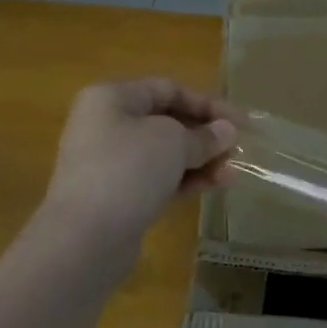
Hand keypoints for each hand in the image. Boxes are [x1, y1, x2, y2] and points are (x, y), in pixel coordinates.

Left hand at [41, 79, 238, 245]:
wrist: (85, 237)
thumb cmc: (128, 170)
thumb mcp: (174, 142)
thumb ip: (204, 135)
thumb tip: (226, 131)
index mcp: (112, 98)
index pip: (169, 89)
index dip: (208, 104)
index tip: (241, 122)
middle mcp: (106, 124)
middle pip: (166, 121)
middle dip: (205, 135)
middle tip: (237, 150)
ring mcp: (108, 162)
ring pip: (164, 153)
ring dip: (200, 160)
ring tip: (230, 174)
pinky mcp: (115, 195)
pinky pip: (156, 178)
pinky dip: (184, 180)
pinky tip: (212, 187)